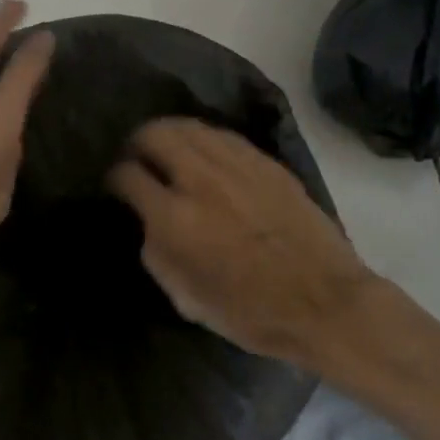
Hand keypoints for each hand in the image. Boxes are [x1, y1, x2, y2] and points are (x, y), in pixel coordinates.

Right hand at [107, 118, 386, 369]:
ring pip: (188, 126)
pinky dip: (203, 139)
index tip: (118, 186)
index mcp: (175, 218)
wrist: (324, 303)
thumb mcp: (185, 298)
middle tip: (138, 158)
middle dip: (137, 143)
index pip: (127, 175)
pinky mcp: (265, 162)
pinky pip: (222, 135)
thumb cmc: (250, 312)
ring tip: (168, 150)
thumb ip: (156, 252)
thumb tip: (148, 221)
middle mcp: (200, 180)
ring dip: (169, 134)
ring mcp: (236, 165)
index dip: (114, 178)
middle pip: (154, 134)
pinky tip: (205, 155)